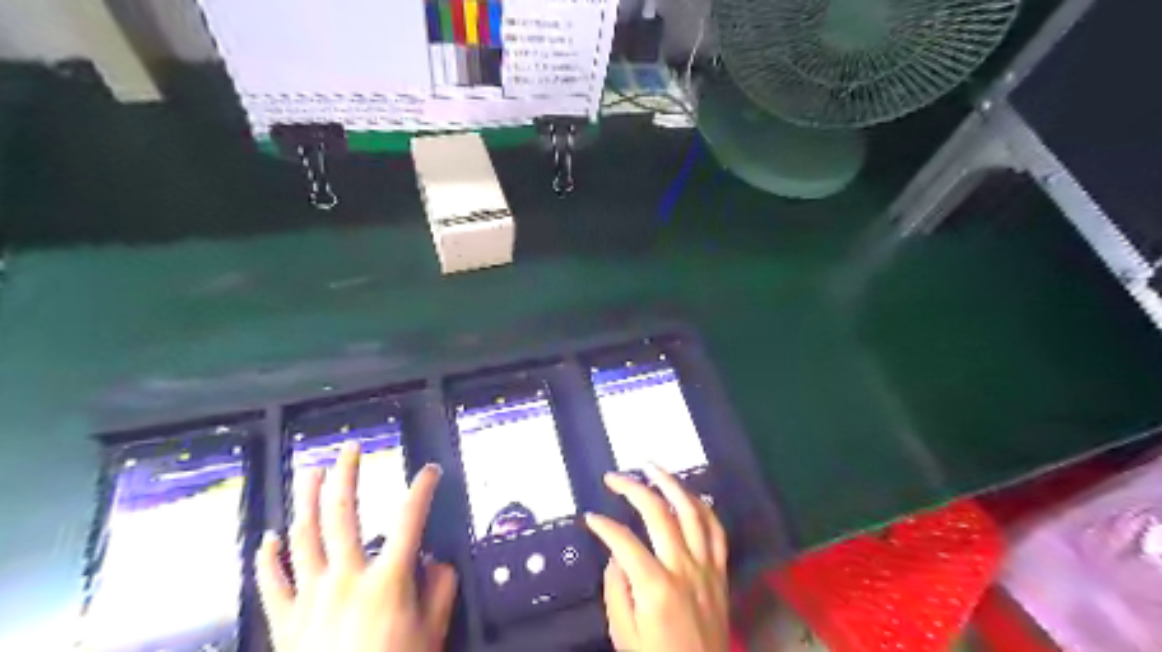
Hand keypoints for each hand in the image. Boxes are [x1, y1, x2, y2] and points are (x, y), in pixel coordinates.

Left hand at [256, 444, 455, 650]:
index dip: (422, 488)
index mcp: (387, 580)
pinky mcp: (285, 622)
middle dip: (347, 475)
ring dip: (308, 499)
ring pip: (304, 537)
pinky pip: (272, 582)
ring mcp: (311, 598)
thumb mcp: (432, 632)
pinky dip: (268, 557)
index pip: (409, 518)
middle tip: (351, 450)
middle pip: (343, 514)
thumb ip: (439, 589)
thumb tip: (434, 559)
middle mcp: (346, 579)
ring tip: (313, 472)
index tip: (429, 472)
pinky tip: (269, 537)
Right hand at [591, 467, 723, 651]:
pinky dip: (703, 507)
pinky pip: (716, 530)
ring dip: (671, 483)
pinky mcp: (720, 571)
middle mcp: (684, 568)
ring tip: (652, 467)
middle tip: (614, 477)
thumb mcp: (623, 634)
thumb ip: (616, 589)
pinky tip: (689, 494)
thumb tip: (617, 554)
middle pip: (659, 513)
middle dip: (633, 488)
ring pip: (692, 511)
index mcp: (656, 586)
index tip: (590, 517)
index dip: (603, 525)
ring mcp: (706, 567)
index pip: (624, 541)